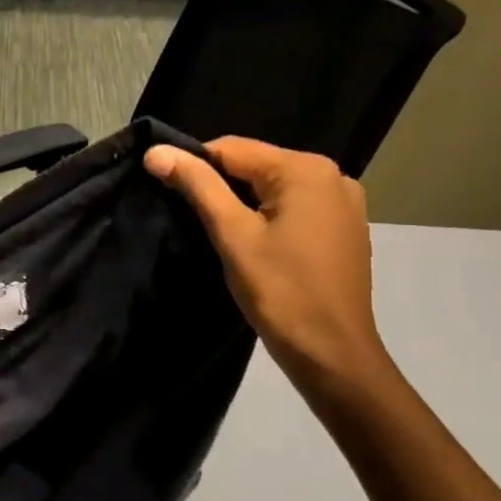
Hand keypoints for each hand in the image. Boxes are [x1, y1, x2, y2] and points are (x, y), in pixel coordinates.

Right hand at [146, 137, 391, 393]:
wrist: (331, 352)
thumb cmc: (279, 291)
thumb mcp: (232, 234)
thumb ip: (197, 186)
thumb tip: (155, 151)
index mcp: (305, 169)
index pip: (232, 148)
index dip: (193, 165)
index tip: (165, 191)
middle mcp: (332, 175)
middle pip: (256, 166)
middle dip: (219, 186)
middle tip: (188, 218)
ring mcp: (344, 203)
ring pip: (274, 189)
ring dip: (242, 203)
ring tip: (217, 234)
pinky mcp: (345, 229)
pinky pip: (294, 208)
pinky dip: (268, 218)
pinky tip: (254, 245)